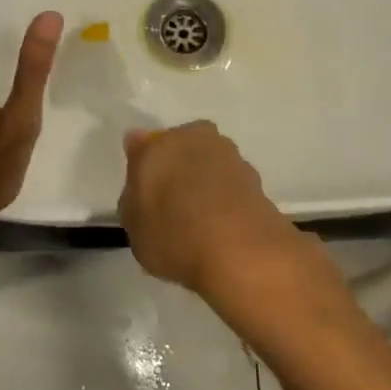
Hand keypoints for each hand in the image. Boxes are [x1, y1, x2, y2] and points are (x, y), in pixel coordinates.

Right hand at [118, 122, 308, 300]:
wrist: (241, 251)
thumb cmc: (173, 234)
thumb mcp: (133, 225)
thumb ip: (133, 194)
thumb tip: (140, 173)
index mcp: (159, 144)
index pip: (143, 147)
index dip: (142, 168)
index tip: (143, 193)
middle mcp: (195, 138)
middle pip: (181, 149)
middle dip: (177, 168)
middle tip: (171, 205)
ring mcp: (230, 156)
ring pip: (209, 165)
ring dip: (205, 183)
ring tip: (200, 222)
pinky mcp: (256, 179)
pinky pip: (230, 186)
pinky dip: (225, 200)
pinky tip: (221, 228)